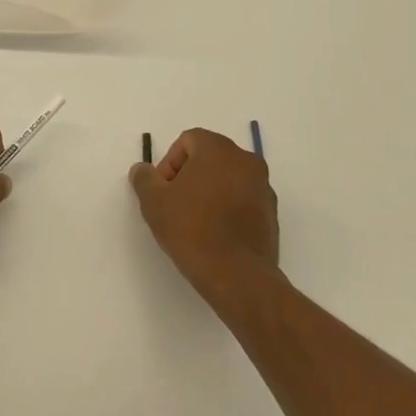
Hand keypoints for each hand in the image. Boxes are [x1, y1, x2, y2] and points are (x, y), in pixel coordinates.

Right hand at [129, 128, 279, 300]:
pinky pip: (243, 200)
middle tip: (175, 203)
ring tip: (194, 221)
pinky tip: (215, 233)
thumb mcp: (154, 202)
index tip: (163, 190)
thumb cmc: (192, 229)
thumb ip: (144, 178)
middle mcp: (246, 161)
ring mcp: (263, 187)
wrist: (237, 275)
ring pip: (228, 178)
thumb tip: (143, 170)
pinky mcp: (272, 214)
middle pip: (210, 157)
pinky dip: (228, 208)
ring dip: (209, 191)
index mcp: (219, 150)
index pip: (188, 140)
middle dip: (189, 175)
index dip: (169, 162)